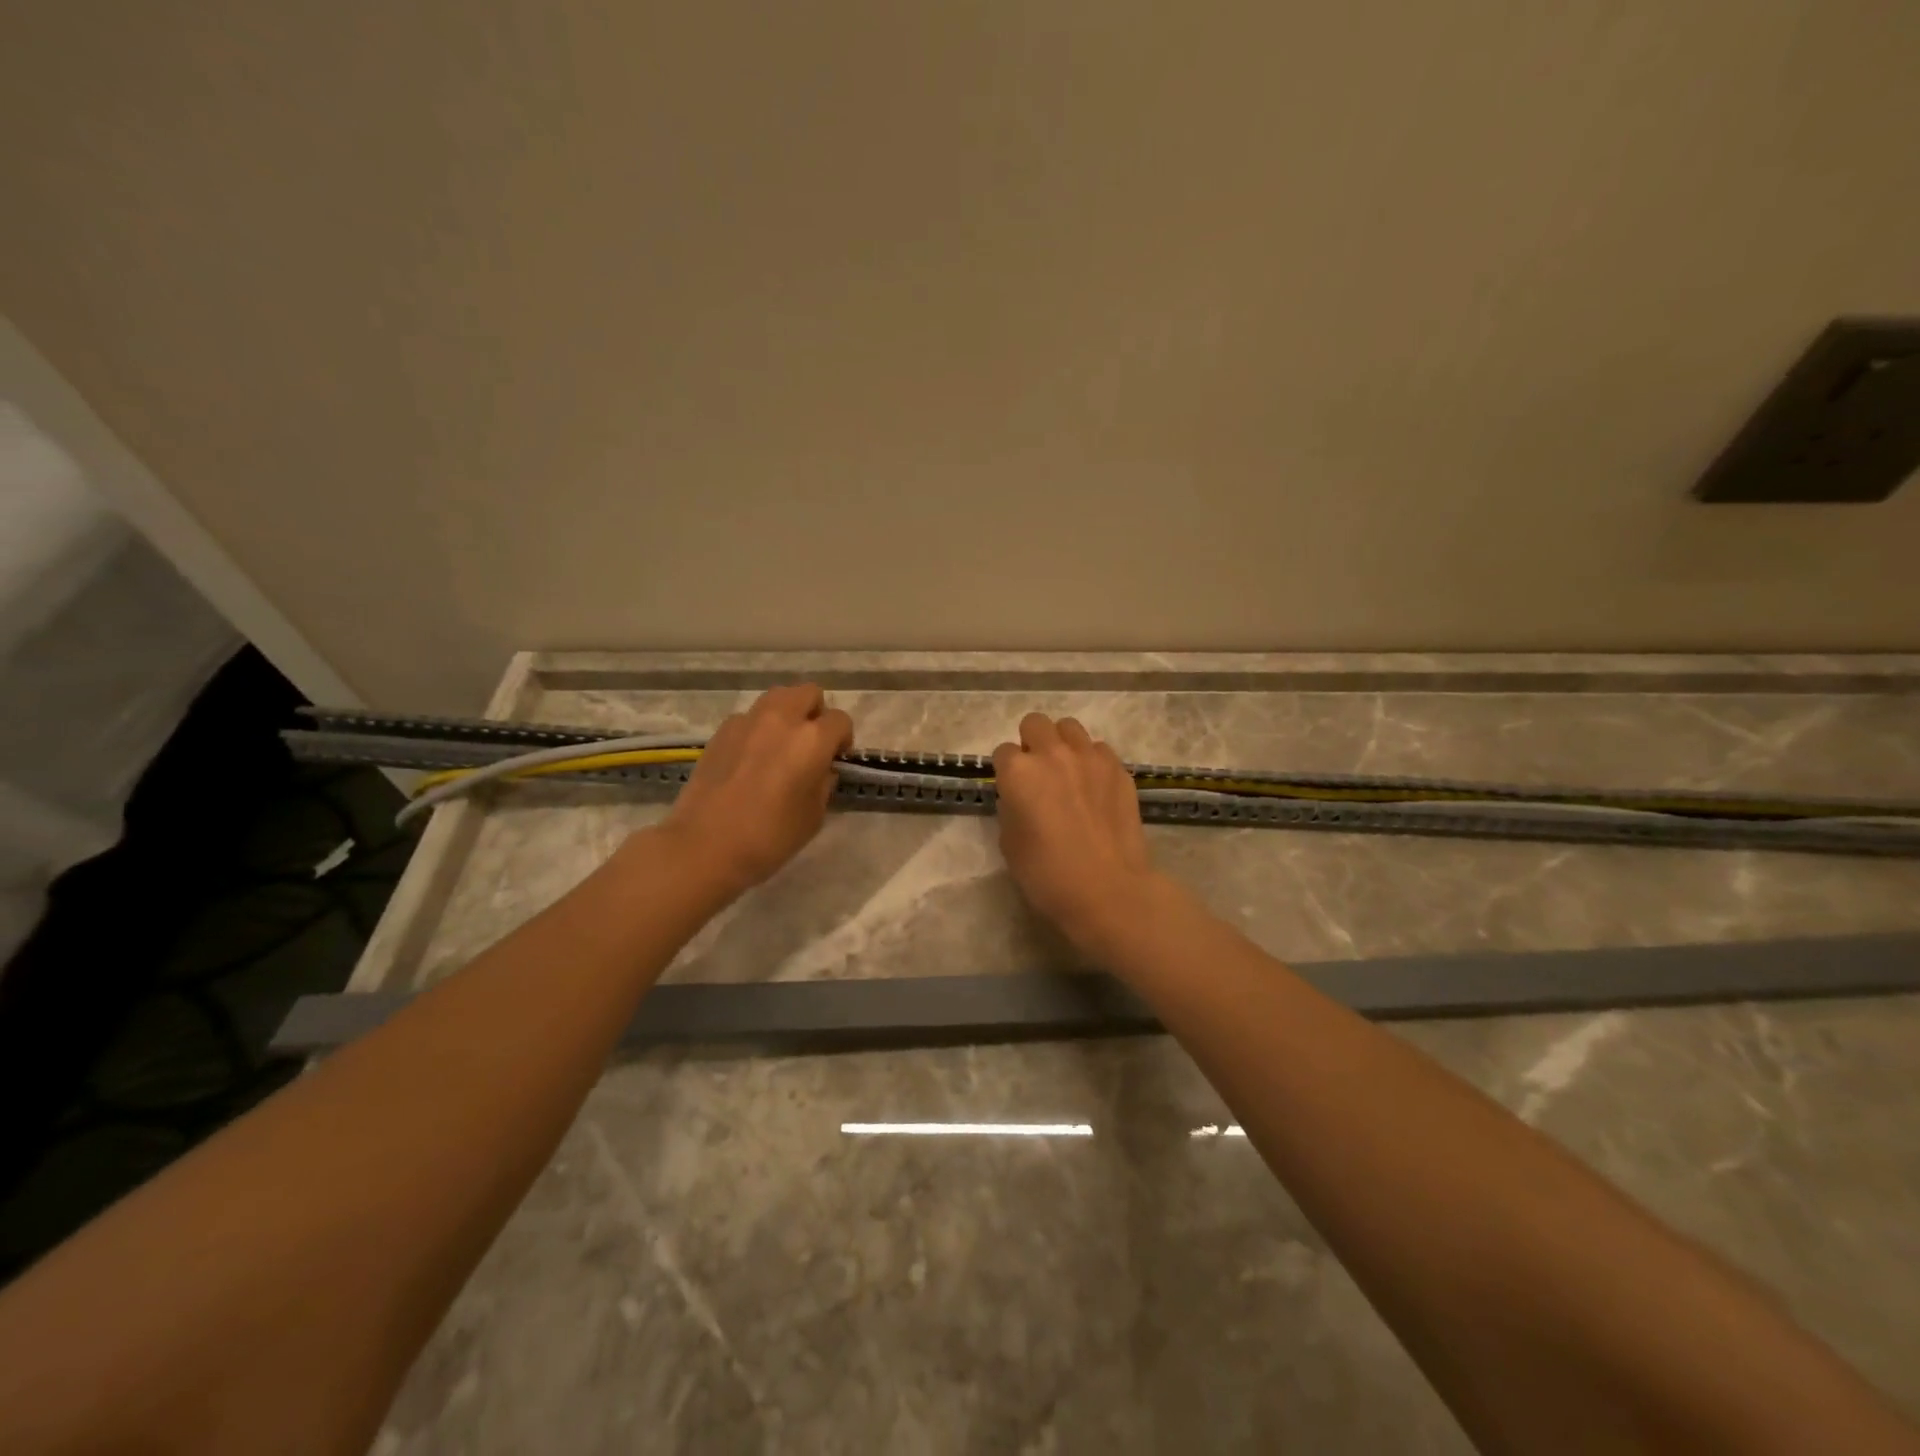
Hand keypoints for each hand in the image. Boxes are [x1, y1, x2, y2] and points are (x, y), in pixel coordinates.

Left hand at [662, 683, 852, 898]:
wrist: (705, 845)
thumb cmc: (769, 836)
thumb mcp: (813, 817)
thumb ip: (824, 784)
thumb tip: (822, 769)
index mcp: (812, 739)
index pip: (840, 720)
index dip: (843, 739)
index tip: (836, 760)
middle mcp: (781, 719)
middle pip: (808, 693)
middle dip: (816, 713)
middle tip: (811, 745)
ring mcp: (747, 721)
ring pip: (777, 697)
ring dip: (787, 714)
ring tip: (782, 745)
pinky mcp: (721, 731)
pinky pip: (749, 717)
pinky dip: (758, 729)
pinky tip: (750, 758)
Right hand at [992, 713, 1157, 961]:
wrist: (1107, 889)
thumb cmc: (1047, 874)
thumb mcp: (1010, 843)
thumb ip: (1011, 808)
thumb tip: (1020, 797)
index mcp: (1018, 771)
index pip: (1003, 751)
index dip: (1006, 771)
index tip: (1012, 789)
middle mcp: (1052, 753)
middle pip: (1035, 724)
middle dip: (1031, 742)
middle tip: (1038, 773)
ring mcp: (1090, 757)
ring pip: (1069, 728)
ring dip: (1062, 744)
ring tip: (1068, 772)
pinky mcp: (1119, 768)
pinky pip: (1099, 750)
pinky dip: (1092, 761)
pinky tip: (1094, 787)